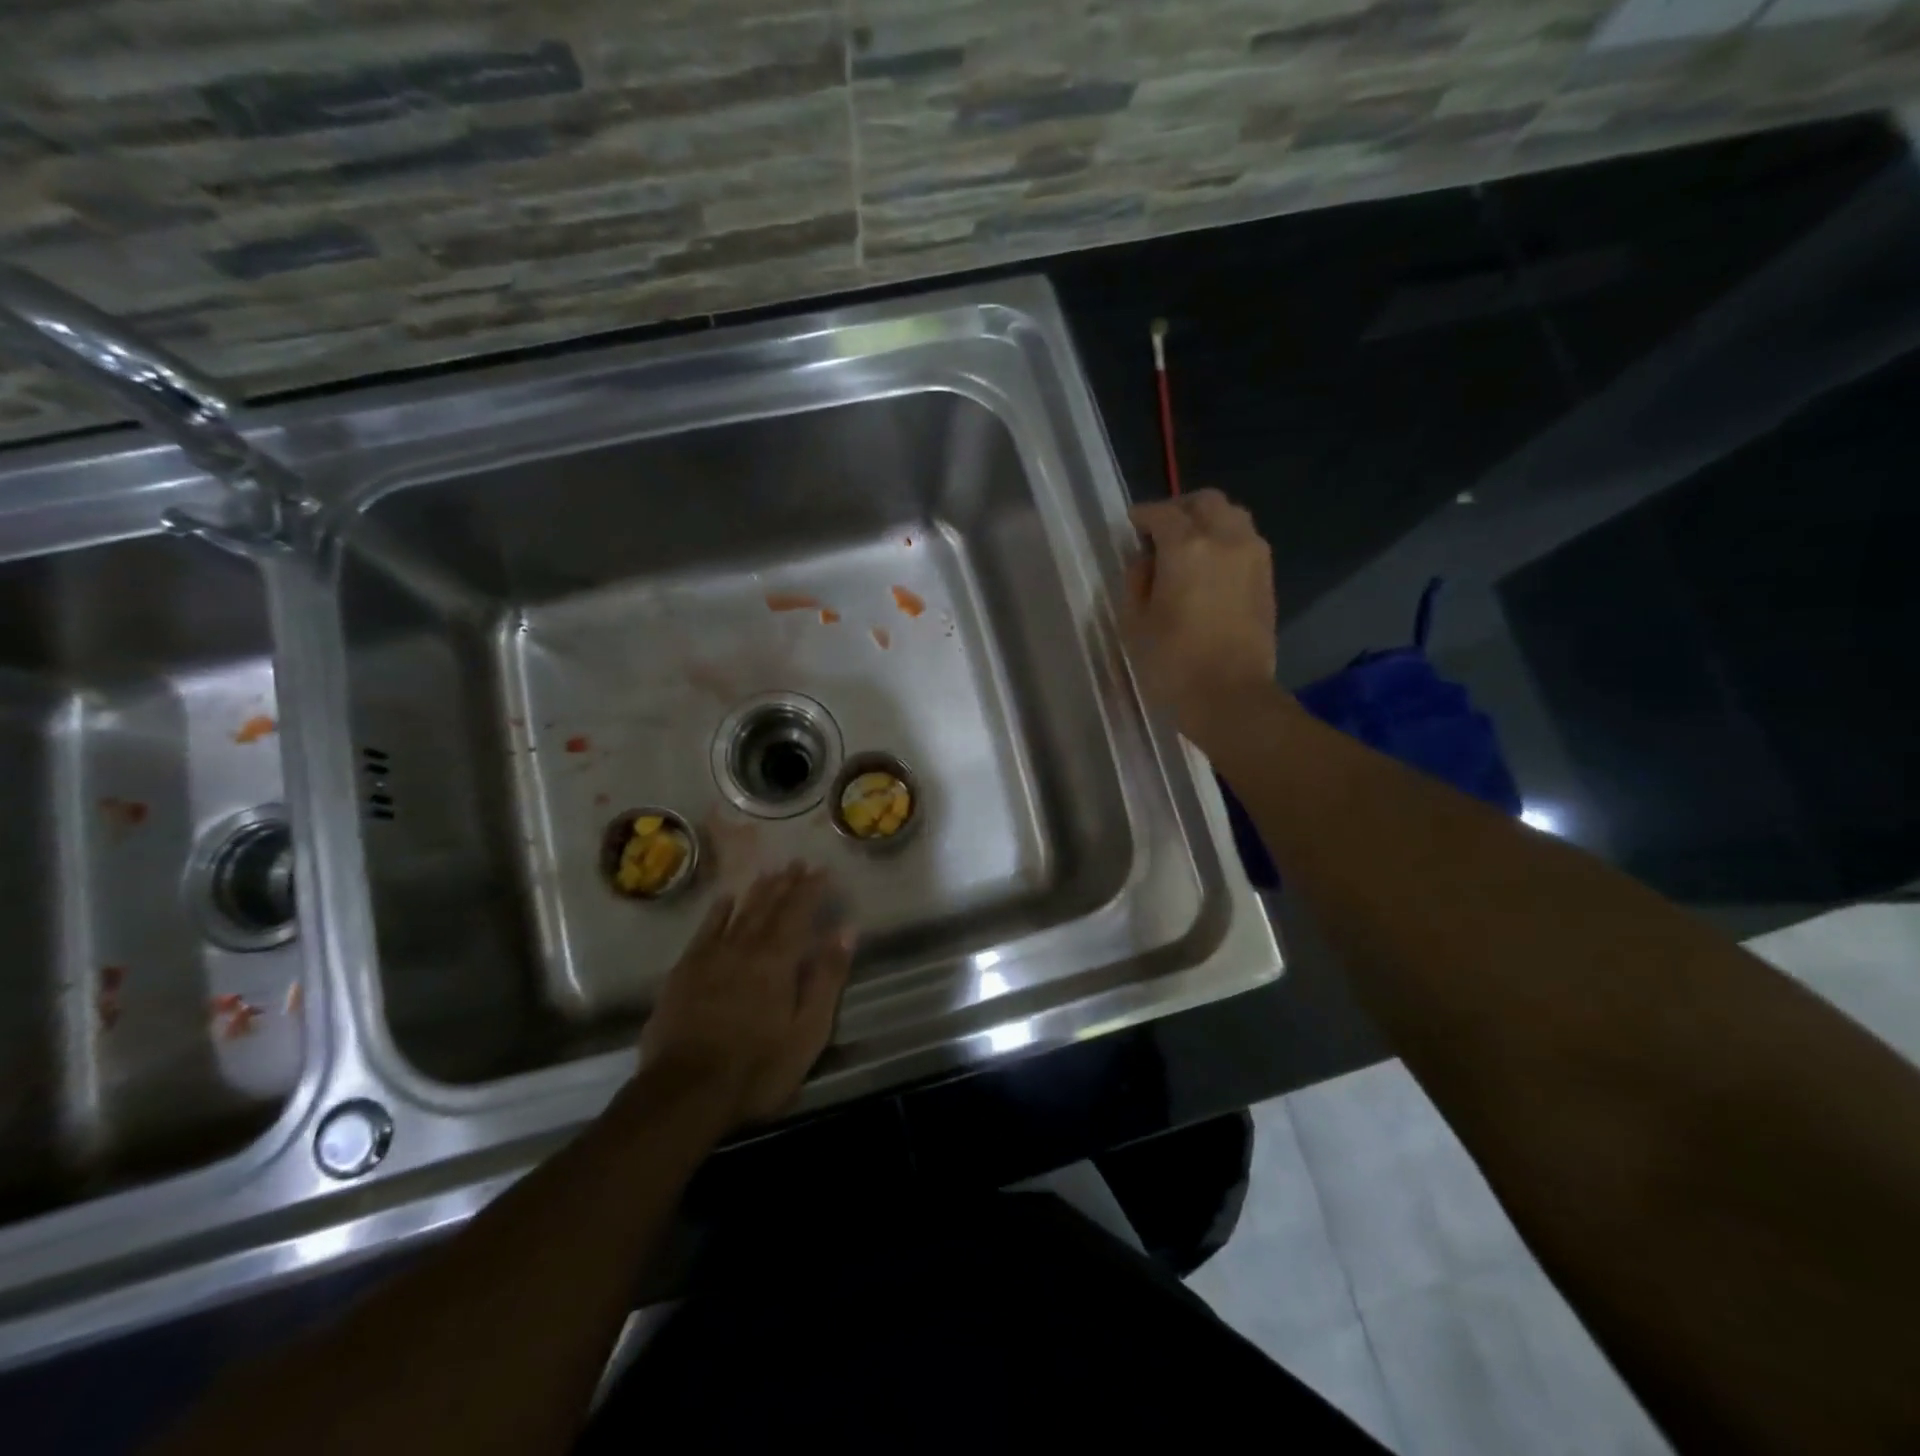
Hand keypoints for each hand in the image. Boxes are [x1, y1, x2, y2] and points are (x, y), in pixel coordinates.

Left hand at [640, 865, 855, 1127]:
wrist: (685, 1093)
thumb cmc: (758, 1068)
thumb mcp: (808, 1030)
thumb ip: (828, 977)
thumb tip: (846, 930)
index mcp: (778, 960)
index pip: (798, 912)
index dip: (811, 889)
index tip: (822, 870)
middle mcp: (745, 947)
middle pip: (768, 907)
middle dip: (785, 883)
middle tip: (796, 862)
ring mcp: (711, 957)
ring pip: (739, 913)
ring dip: (756, 891)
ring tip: (769, 872)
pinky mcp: (684, 972)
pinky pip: (705, 930)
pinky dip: (717, 912)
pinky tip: (724, 899)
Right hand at [1121, 489, 1280, 744]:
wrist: (1229, 697)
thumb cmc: (1172, 663)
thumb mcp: (1135, 623)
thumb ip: (1137, 581)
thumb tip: (1147, 562)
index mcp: (1186, 547)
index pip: (1162, 514)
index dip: (1143, 516)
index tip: (1131, 525)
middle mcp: (1225, 539)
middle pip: (1205, 502)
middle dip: (1180, 509)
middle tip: (1160, 531)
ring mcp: (1253, 557)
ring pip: (1232, 516)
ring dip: (1208, 521)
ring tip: (1188, 547)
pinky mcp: (1266, 578)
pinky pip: (1246, 541)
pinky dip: (1226, 541)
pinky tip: (1209, 567)